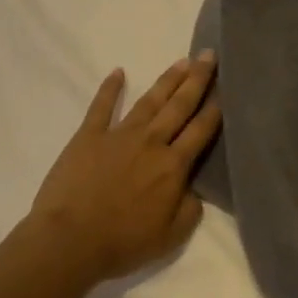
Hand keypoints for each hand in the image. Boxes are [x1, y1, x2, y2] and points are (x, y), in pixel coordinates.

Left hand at [23, 54, 220, 283]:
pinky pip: (101, 107)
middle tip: (209, 55)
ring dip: (167, 81)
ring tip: (182, 61)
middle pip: (180, 106)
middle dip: (197, 79)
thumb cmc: (123, 242)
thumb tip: (194, 189)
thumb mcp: (172, 236)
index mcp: (173, 166)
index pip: (201, 130)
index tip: (227, 86)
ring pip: (149, 102)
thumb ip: (191, 209)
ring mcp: (119, 135)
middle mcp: (151, 142)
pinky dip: (109, 88)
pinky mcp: (88, 137)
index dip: (216, 108)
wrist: (70, 241)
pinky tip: (118, 72)